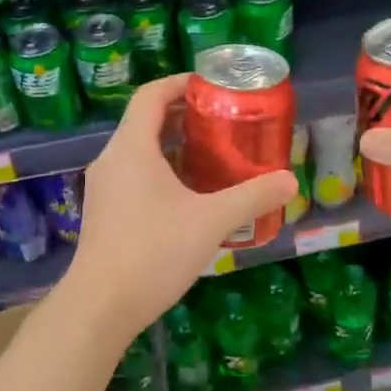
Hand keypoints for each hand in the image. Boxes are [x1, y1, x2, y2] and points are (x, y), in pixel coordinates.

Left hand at [63, 74, 296, 336]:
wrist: (100, 307)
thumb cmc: (153, 252)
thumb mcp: (211, 221)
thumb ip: (252, 197)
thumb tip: (290, 181)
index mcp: (132, 148)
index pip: (151, 95)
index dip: (181, 83)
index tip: (212, 85)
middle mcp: (112, 160)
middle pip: (147, 122)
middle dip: (186, 117)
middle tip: (225, 122)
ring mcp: (104, 188)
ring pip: (141, 152)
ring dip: (176, 148)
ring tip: (215, 157)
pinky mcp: (105, 213)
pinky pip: (135, 177)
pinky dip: (163, 173)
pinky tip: (192, 197)